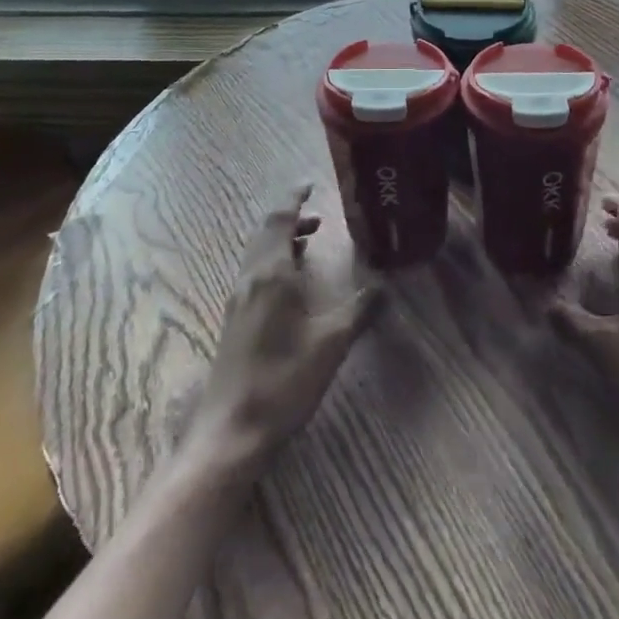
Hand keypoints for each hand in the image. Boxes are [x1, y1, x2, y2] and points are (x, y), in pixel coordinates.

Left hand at [188, 187, 380, 473]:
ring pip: (257, 252)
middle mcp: (250, 277)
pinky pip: (253, 271)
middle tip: (316, 216)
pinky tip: (289, 284)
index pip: (279, 219)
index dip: (293, 199)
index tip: (309, 186)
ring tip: (307, 243)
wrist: (231, 432)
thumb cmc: (283, 382)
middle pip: (265, 231)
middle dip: (288, 218)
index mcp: (271, 273)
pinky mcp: (233, 319)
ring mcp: (237, 299)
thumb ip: (361, 310)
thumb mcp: (331, 344)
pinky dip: (272, 260)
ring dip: (280, 239)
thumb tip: (387, 285)